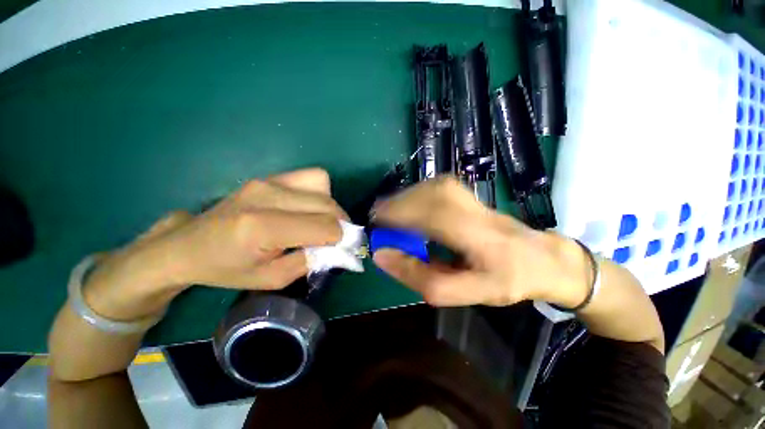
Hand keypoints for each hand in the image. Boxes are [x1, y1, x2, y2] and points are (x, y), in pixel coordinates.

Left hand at [82, 168, 346, 320]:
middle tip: (336, 239)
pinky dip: (320, 193)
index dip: (341, 238)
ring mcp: (268, 181)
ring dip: (331, 207)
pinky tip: (309, 207)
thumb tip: (339, 248)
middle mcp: (268, 196)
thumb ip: (310, 261)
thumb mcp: (271, 279)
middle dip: (341, 224)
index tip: (342, 249)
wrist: (188, 246)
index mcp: (263, 227)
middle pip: (327, 205)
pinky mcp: (269, 177)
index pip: (324, 226)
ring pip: (324, 188)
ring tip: (322, 222)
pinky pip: (311, 177)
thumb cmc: (227, 269)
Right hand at [371, 176, 589, 306]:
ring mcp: (467, 193)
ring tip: (390, 220)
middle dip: (393, 209)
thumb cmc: (505, 279)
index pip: (427, 216)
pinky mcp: (463, 190)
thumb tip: (382, 255)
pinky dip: (411, 198)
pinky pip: (429, 188)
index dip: (395, 218)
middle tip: (379, 225)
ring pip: (424, 189)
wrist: (540, 256)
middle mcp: (469, 205)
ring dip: (402, 203)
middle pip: (422, 196)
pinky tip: (408, 211)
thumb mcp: (465, 293)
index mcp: (475, 233)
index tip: (374, 228)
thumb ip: (421, 277)